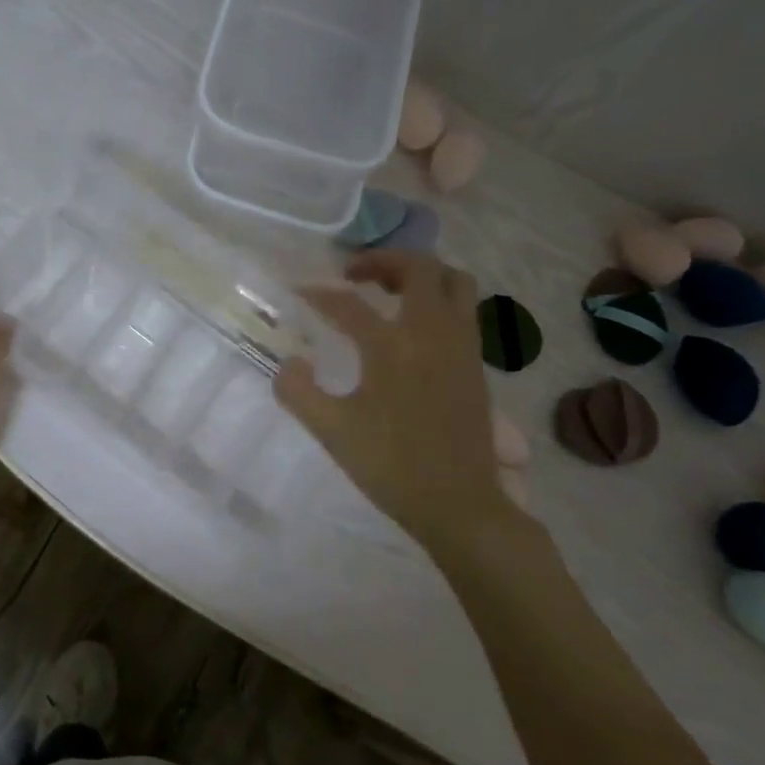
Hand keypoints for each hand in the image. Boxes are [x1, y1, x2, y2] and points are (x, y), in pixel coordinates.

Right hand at [274, 251, 519, 551]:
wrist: (459, 504)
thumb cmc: (392, 466)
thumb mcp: (332, 431)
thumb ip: (298, 391)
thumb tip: (289, 362)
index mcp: (392, 346)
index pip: (348, 303)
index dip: (318, 293)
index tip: (299, 291)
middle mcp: (431, 332)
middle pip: (418, 268)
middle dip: (383, 260)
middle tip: (353, 276)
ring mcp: (461, 345)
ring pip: (453, 281)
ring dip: (420, 274)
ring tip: (390, 291)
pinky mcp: (475, 362)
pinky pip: (464, 308)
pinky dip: (439, 299)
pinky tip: (415, 326)